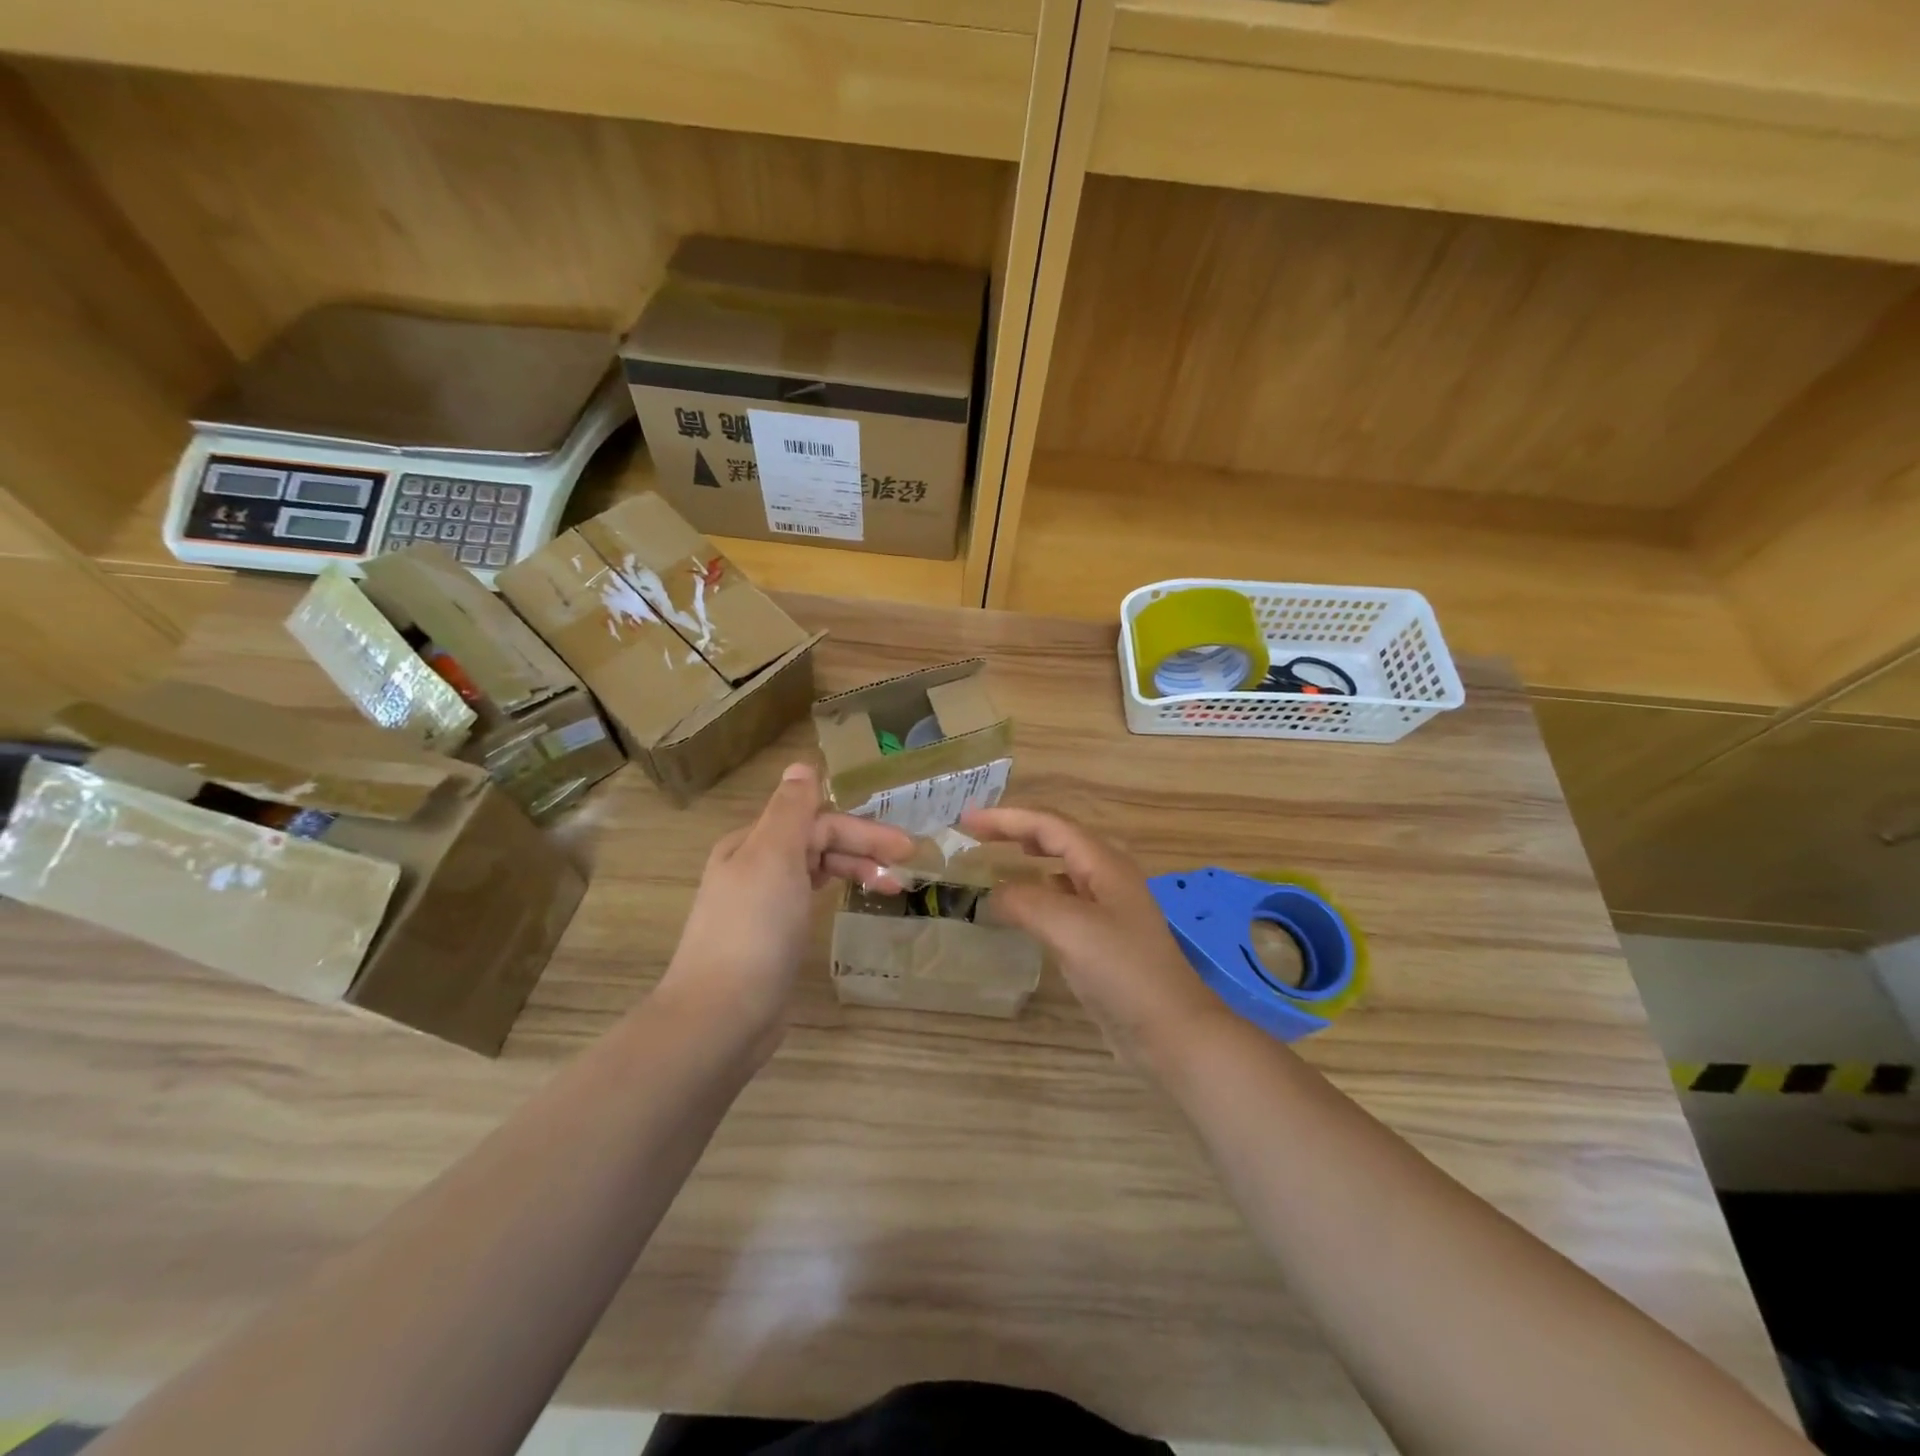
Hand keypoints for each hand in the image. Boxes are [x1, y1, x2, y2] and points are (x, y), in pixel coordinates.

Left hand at [659, 763, 912, 1050]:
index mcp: (752, 843)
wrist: (722, 1015)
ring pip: (815, 871)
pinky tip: (851, 902)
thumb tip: (801, 764)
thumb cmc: (754, 929)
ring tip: (892, 888)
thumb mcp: (773, 857)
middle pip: (817, 844)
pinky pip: (809, 901)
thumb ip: (791, 810)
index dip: (863, 830)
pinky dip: (836, 894)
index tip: (905, 848)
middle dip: (863, 849)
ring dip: (854, 870)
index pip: (817, 822)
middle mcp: (754, 867)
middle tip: (907, 866)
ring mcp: (761, 905)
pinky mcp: (770, 939)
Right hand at [961, 807, 1233, 1070]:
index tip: (966, 820)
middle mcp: (1107, 878)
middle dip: (1016, 831)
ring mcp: (1107, 909)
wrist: (1170, 1031)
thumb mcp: (1069, 928)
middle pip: (1056, 840)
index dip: (1007, 818)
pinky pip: (1063, 901)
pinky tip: (1022, 908)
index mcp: (1104, 863)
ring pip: (1061, 869)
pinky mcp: (1103, 939)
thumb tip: (993, 894)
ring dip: (1027, 859)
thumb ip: (1026, 901)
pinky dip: (1037, 893)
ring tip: (996, 860)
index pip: (1049, 825)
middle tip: (975, 834)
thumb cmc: (1123, 971)